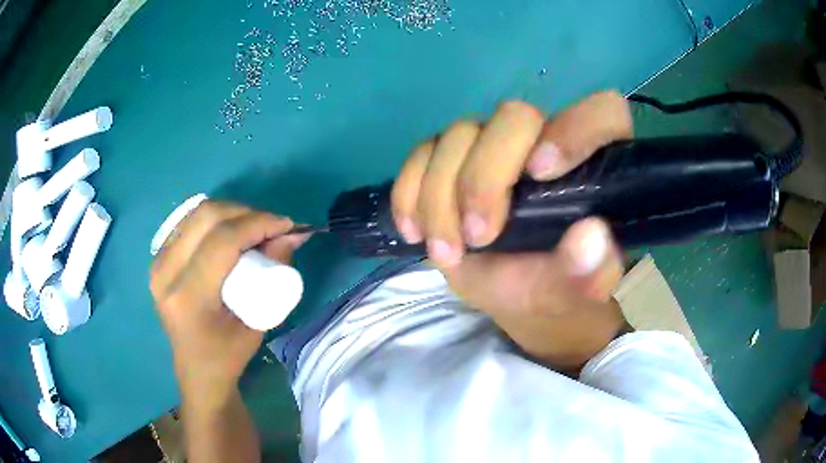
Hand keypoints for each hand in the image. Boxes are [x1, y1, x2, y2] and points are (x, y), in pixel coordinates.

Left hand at [150, 201, 308, 403]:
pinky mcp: (158, 259)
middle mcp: (166, 274)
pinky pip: (188, 223)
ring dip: (230, 212)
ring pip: (196, 213)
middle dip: (246, 212)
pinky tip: (229, 230)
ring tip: (253, 227)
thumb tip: (290, 236)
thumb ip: (274, 275)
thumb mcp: (259, 323)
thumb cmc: (228, 355)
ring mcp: (157, 263)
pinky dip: (213, 219)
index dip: (258, 223)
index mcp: (189, 298)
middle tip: (271, 225)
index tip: (286, 225)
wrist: (196, 369)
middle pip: (206, 217)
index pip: (223, 240)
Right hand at [391, 92, 633, 367]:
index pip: (603, 112)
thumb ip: (589, 273)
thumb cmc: (554, 288)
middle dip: (485, 178)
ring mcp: (493, 145)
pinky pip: (422, 153)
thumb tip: (590, 237)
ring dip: (440, 195)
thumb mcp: (572, 291)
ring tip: (446, 253)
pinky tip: (415, 231)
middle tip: (478, 237)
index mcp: (592, 165)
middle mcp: (543, 141)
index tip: (540, 174)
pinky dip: (410, 191)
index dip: (575, 129)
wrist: (514, 293)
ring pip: (460, 134)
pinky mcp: (453, 158)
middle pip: (514, 117)